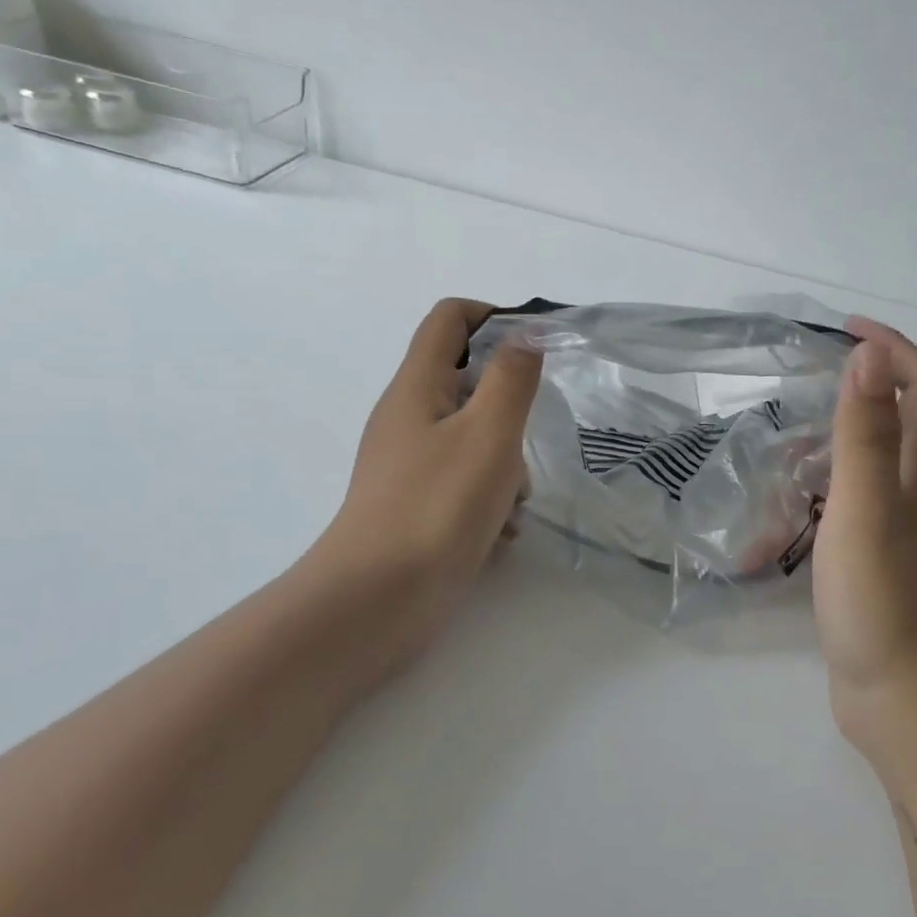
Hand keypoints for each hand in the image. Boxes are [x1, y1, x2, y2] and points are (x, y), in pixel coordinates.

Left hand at [309, 299, 541, 681]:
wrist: (379, 600)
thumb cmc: (437, 506)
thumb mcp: (488, 433)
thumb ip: (512, 377)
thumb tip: (525, 333)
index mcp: (416, 386)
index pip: (450, 319)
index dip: (495, 317)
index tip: (537, 346)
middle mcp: (407, 417)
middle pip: (466, 382)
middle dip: (508, 406)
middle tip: (526, 438)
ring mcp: (409, 464)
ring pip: (472, 437)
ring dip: (505, 460)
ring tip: (515, 500)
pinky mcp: (417, 504)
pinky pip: (463, 481)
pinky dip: (489, 496)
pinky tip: (501, 531)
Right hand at [811, 318, 916, 765]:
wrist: (902, 697)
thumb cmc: (882, 597)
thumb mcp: (866, 507)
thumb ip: (864, 434)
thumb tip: (868, 355)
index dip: (894, 348)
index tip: (845, 328)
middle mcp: (913, 496)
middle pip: (898, 423)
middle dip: (860, 389)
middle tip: (802, 384)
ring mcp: (894, 534)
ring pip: (866, 470)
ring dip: (829, 447)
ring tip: (777, 451)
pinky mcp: (871, 566)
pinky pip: (842, 514)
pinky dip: (813, 501)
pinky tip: (777, 519)